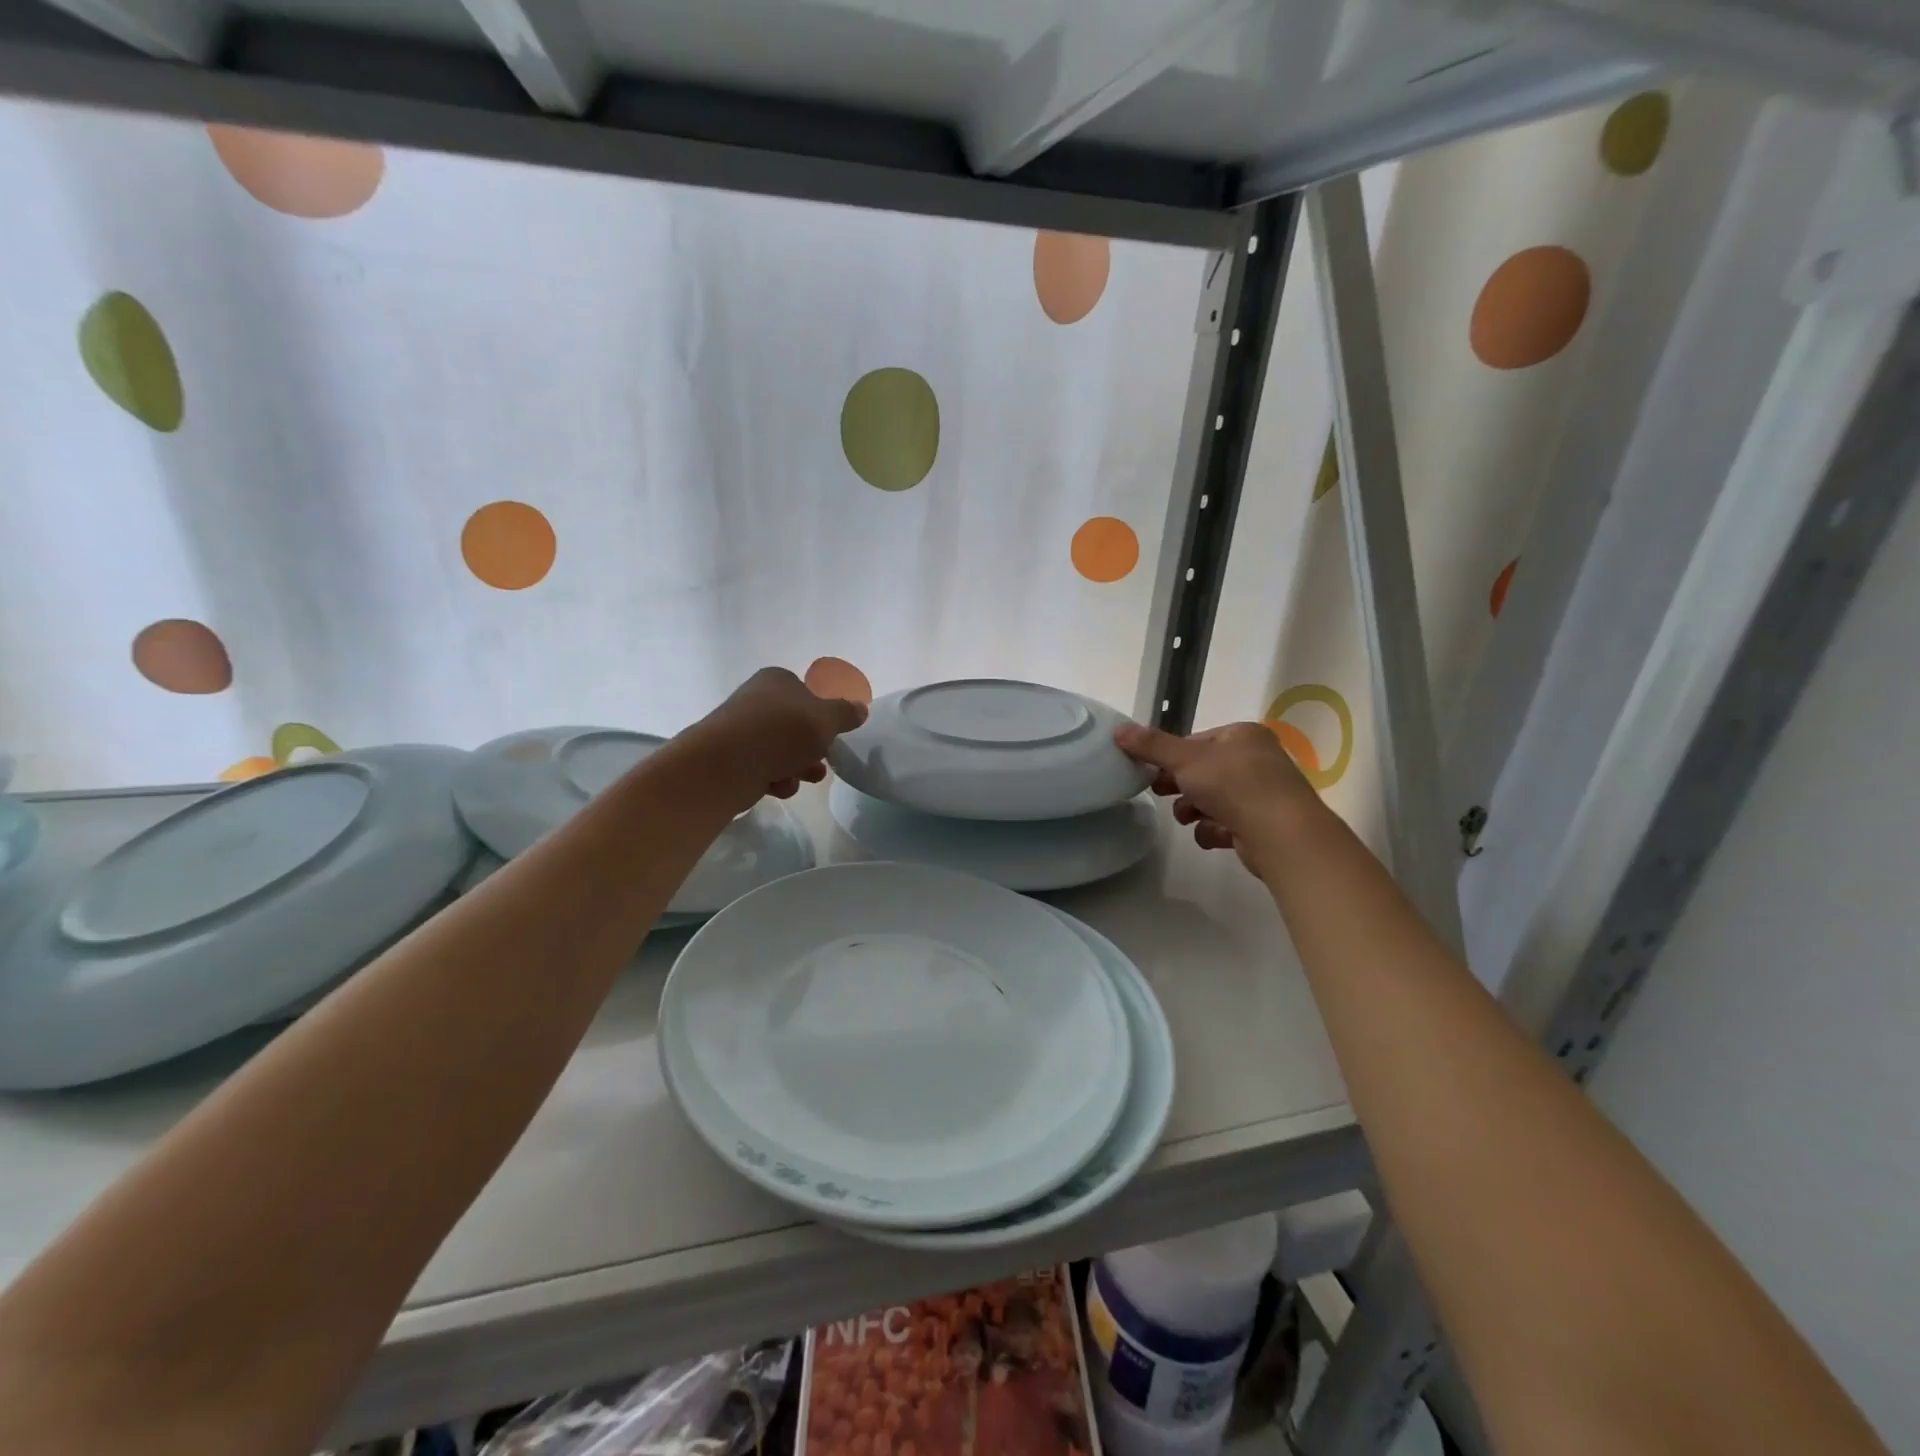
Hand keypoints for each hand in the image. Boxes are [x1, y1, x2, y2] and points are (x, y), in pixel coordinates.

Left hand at [700, 667, 867, 802]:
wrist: (726, 764)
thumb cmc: (781, 732)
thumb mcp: (826, 720)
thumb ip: (846, 714)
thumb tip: (861, 708)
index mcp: (776, 680)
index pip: (807, 694)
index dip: (822, 717)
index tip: (831, 735)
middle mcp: (756, 699)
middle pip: (795, 726)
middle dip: (811, 748)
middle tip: (820, 762)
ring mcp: (741, 730)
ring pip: (780, 750)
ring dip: (797, 767)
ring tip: (802, 778)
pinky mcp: (731, 758)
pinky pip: (762, 768)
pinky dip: (774, 779)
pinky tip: (776, 786)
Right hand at [1115, 721, 1321, 871]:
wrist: (1281, 833)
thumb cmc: (1234, 784)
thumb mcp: (1185, 759)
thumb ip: (1151, 745)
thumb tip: (1118, 730)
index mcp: (1243, 735)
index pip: (1197, 741)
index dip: (1172, 755)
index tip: (1150, 769)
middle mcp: (1256, 760)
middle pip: (1204, 770)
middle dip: (1180, 784)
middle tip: (1159, 792)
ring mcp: (1262, 794)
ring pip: (1213, 799)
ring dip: (1193, 809)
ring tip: (1186, 817)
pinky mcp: (1262, 825)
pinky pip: (1226, 824)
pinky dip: (1213, 830)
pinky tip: (1211, 835)